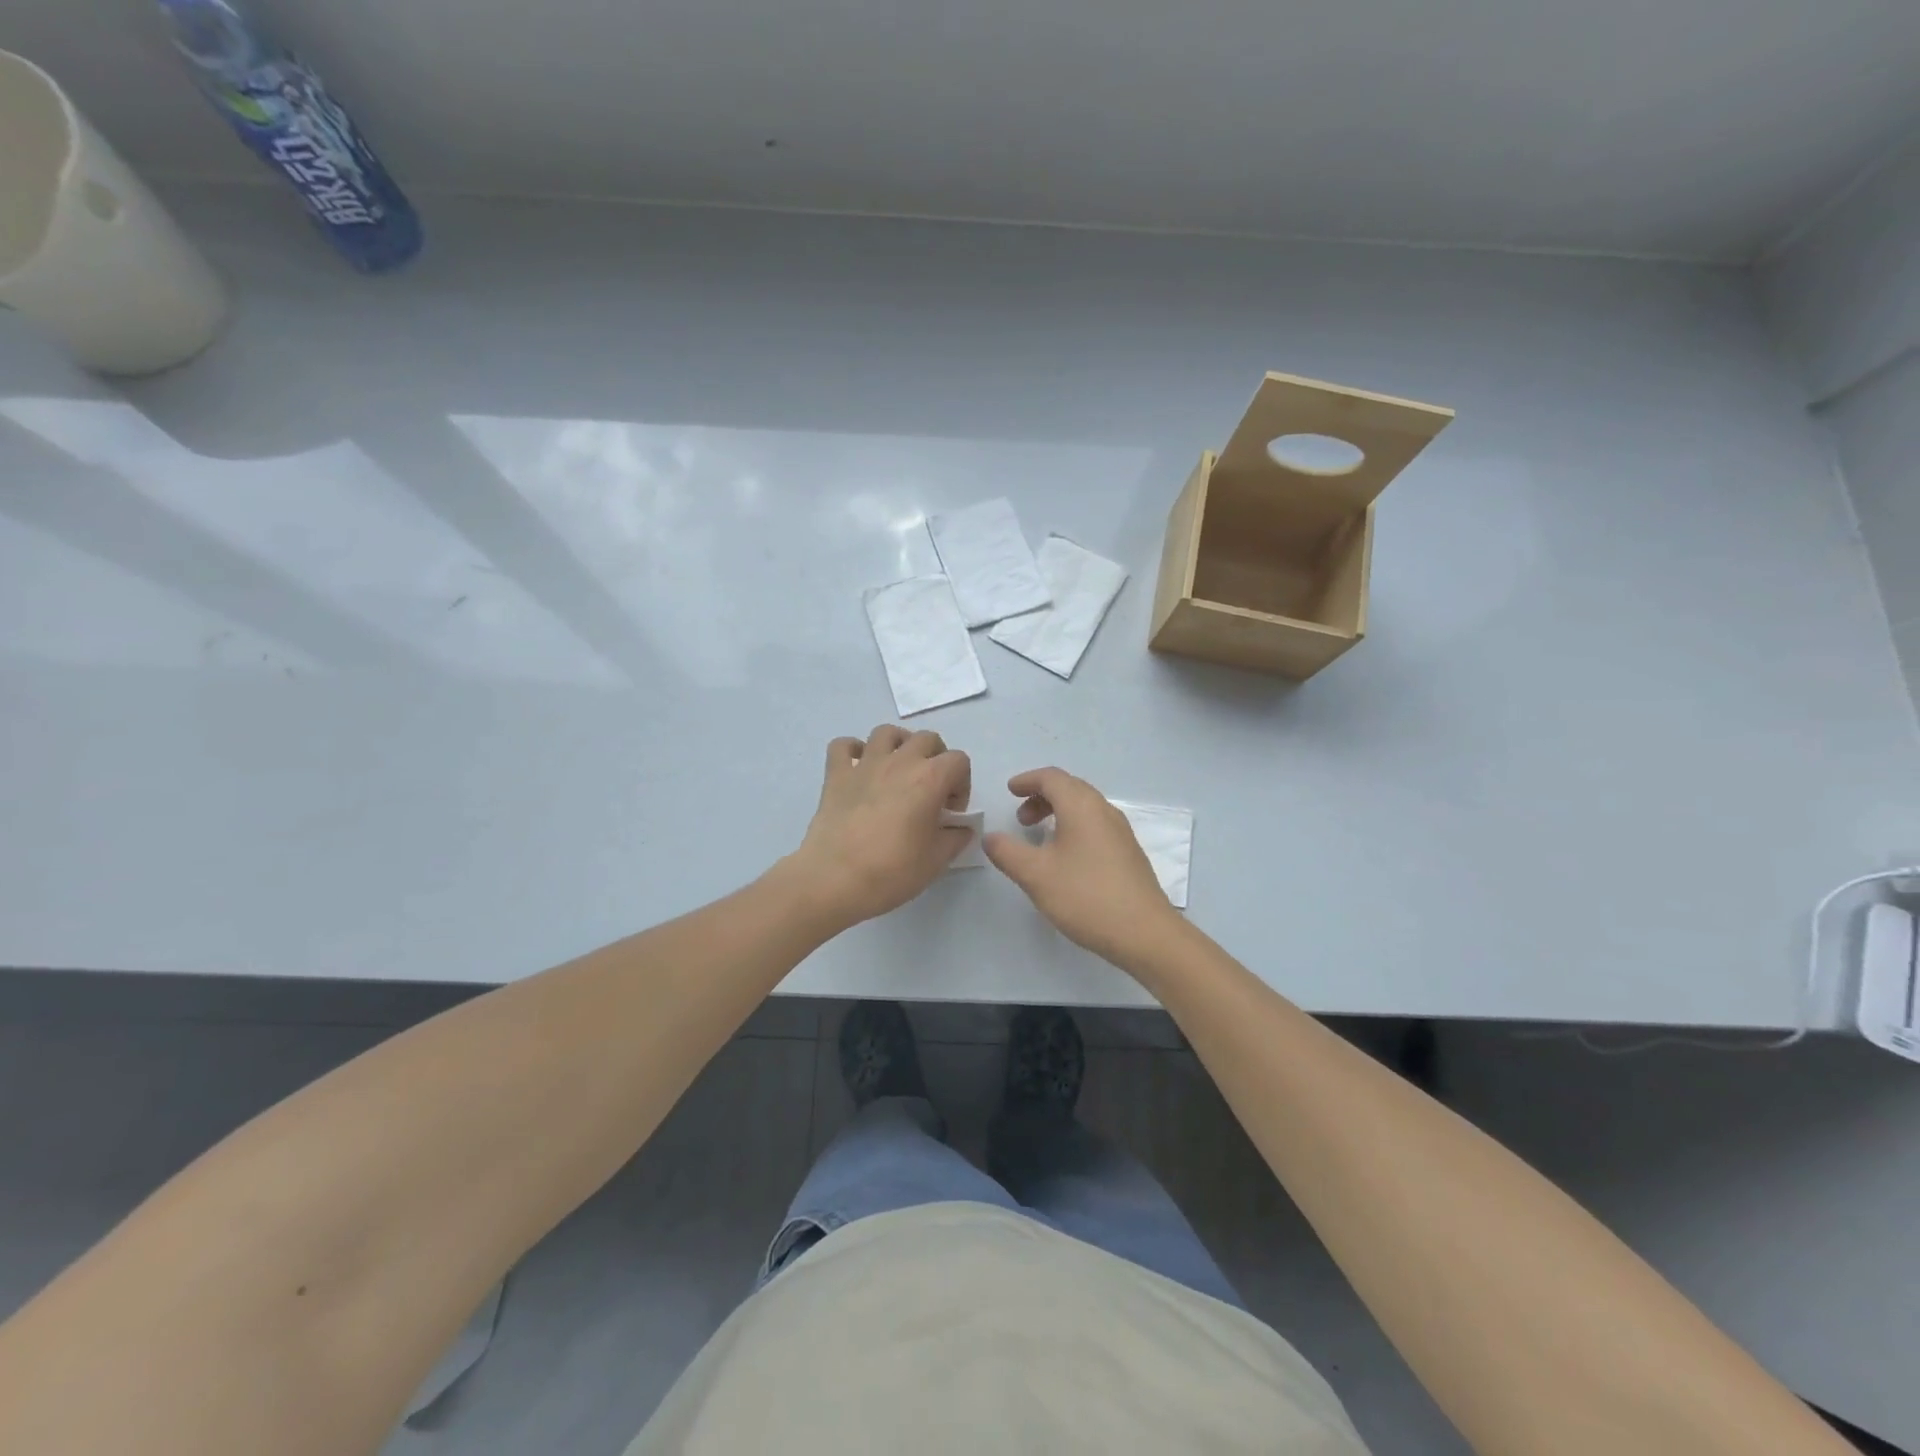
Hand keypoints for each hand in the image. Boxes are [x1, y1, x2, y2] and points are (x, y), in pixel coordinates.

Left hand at [786, 726, 972, 928]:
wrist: (835, 879)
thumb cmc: (892, 871)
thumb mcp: (937, 860)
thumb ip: (955, 837)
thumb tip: (960, 828)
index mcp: (930, 779)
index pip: (959, 761)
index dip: (961, 784)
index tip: (950, 812)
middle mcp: (900, 761)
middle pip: (927, 739)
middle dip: (935, 759)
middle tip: (929, 791)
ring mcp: (865, 764)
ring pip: (887, 732)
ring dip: (898, 745)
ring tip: (897, 771)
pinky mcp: (836, 774)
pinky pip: (843, 745)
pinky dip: (853, 751)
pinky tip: (858, 769)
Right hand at [983, 767, 1182, 966]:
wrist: (1144, 933)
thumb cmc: (1085, 896)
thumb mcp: (1035, 875)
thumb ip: (1007, 852)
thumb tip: (991, 837)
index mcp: (1081, 806)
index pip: (1052, 777)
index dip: (1027, 780)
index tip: (1009, 791)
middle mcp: (1104, 810)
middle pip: (1070, 788)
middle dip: (1041, 796)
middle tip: (1020, 818)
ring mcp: (1120, 832)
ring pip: (1084, 808)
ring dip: (1058, 813)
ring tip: (1039, 838)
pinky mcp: (1128, 853)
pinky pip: (1095, 825)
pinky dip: (1073, 827)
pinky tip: (1065, 857)